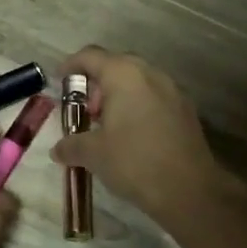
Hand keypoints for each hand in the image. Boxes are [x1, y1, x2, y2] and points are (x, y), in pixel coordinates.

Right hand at [51, 48, 230, 230]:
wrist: (189, 190)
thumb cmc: (133, 161)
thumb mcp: (93, 154)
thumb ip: (71, 145)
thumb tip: (57, 149)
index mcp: (124, 75)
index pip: (90, 56)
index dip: (71, 66)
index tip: (59, 80)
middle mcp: (150, 74)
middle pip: (116, 66)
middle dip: (96, 84)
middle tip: (84, 110)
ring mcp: (173, 91)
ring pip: (138, 82)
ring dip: (118, 96)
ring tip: (106, 125)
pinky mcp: (186, 111)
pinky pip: (154, 98)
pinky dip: (137, 107)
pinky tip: (131, 135)